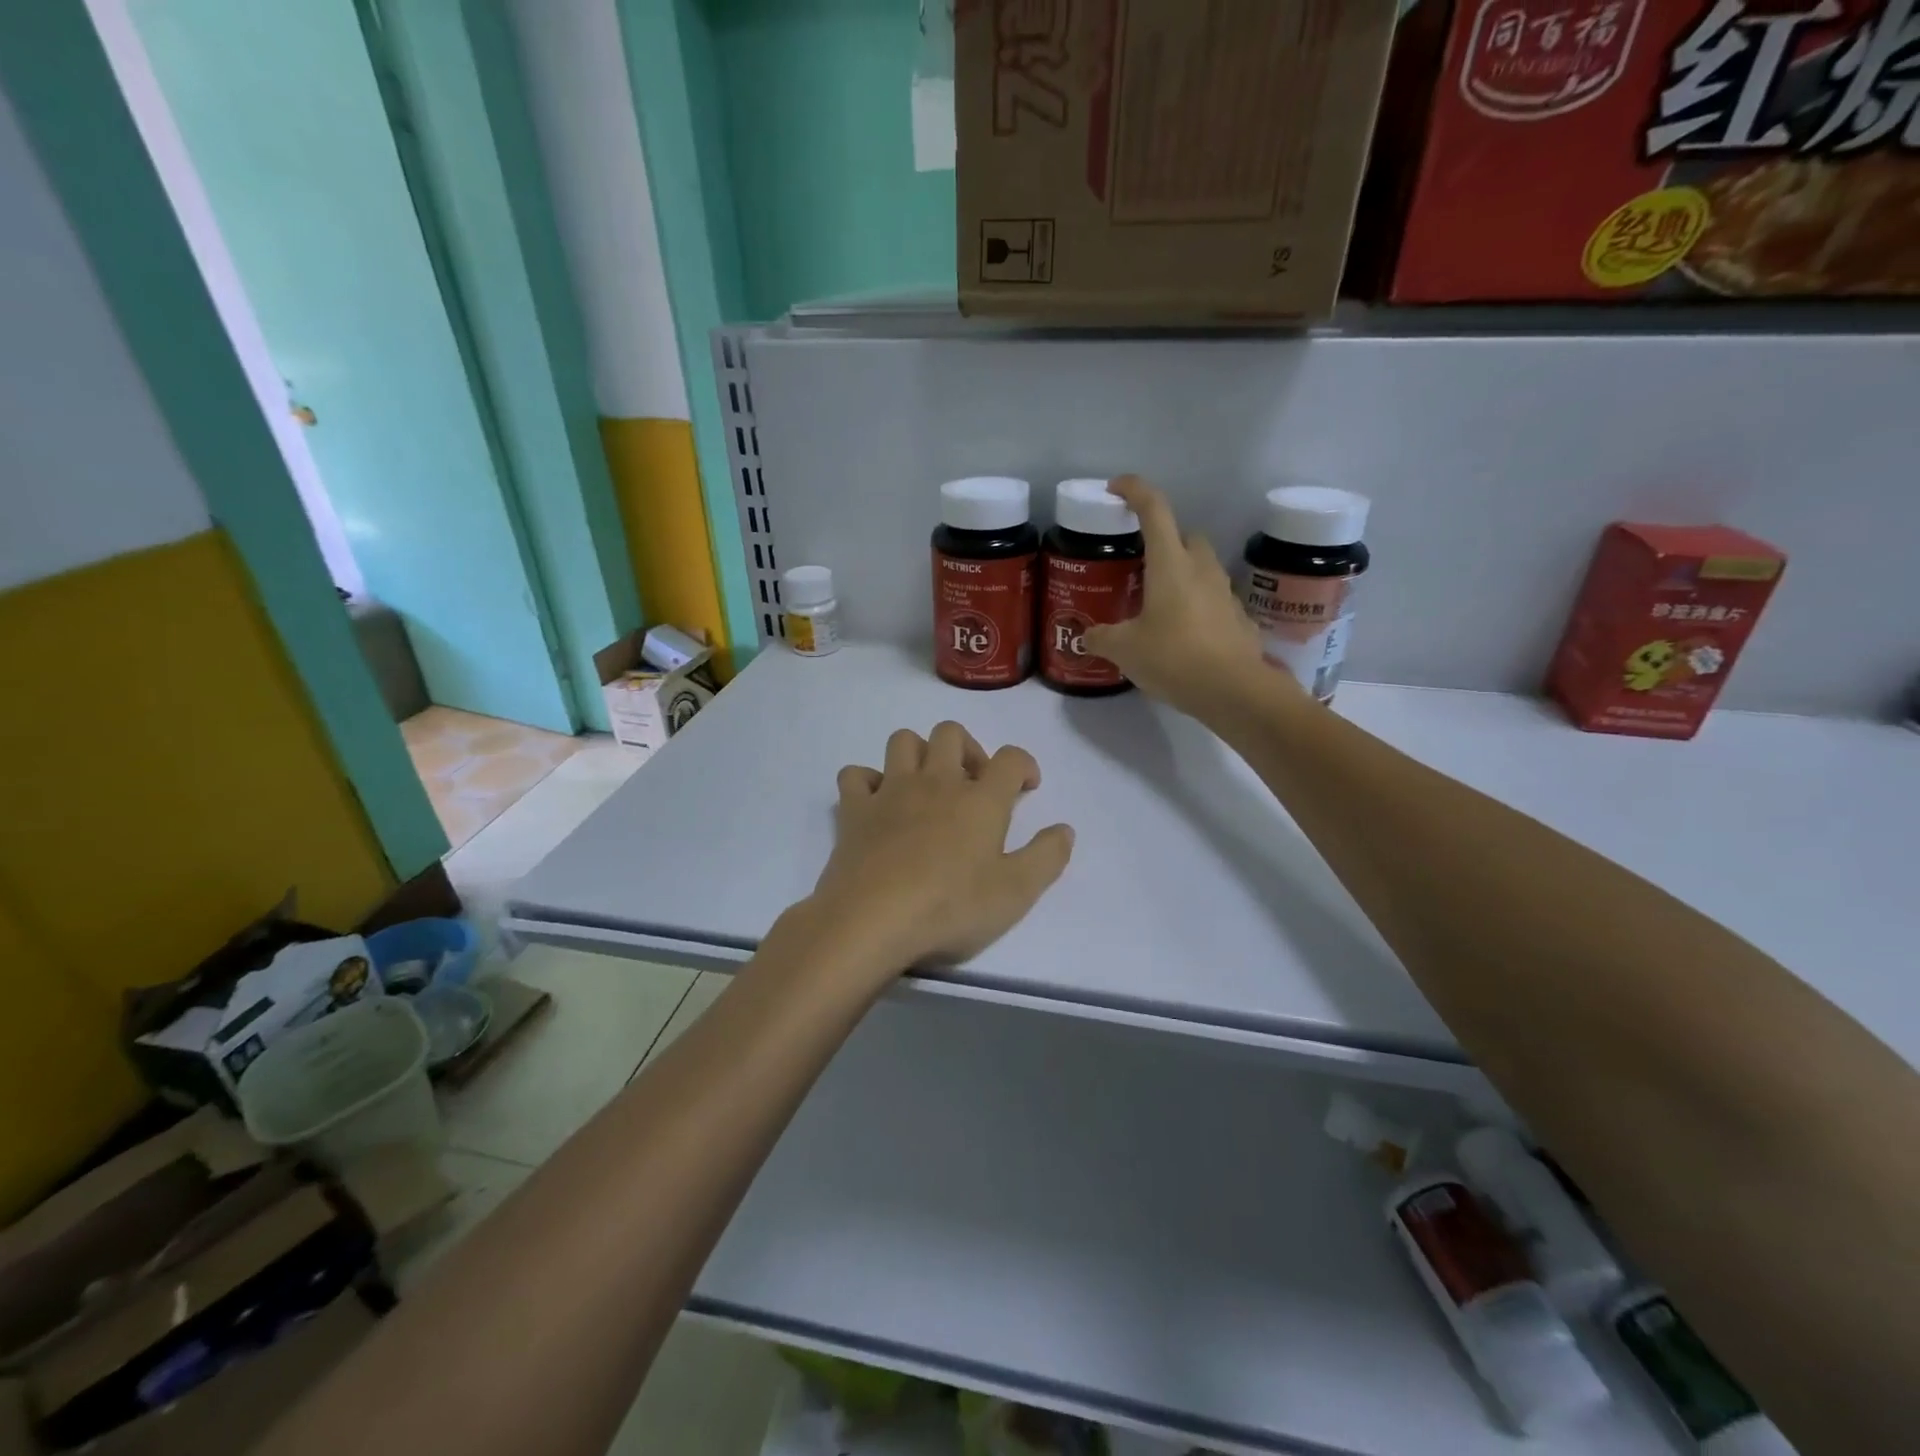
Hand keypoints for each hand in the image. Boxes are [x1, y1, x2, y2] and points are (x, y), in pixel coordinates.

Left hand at [800, 723, 1073, 990]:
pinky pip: (855, 775)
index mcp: (980, 800)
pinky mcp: (855, 810)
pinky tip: (877, 802)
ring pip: (903, 741)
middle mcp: (936, 782)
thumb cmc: (951, 908)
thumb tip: (1065, 830)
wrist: (873, 920)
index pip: (1011, 758)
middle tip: (974, 784)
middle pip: (951, 733)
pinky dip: (867, 781)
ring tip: (927, 785)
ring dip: (919, 753)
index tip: (1027, 787)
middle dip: (968, 748)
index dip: (1024, 765)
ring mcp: (891, 791)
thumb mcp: (1016, 893)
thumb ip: (1046, 857)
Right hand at [1083, 476, 1279, 720]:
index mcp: (1170, 564)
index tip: (1116, 488)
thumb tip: (1087, 637)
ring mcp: (1225, 593)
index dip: (1134, 490)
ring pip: (1203, 568)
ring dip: (1183, 575)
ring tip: (1159, 604)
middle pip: (1185, 536)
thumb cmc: (1173, 657)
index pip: (1154, 509)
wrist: (1233, 691)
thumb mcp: (1124, 649)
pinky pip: (1214, 601)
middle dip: (1165, 541)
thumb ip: (1102, 638)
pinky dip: (1198, 607)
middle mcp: (1201, 569)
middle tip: (1141, 565)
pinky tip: (1184, 635)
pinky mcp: (1239, 620)